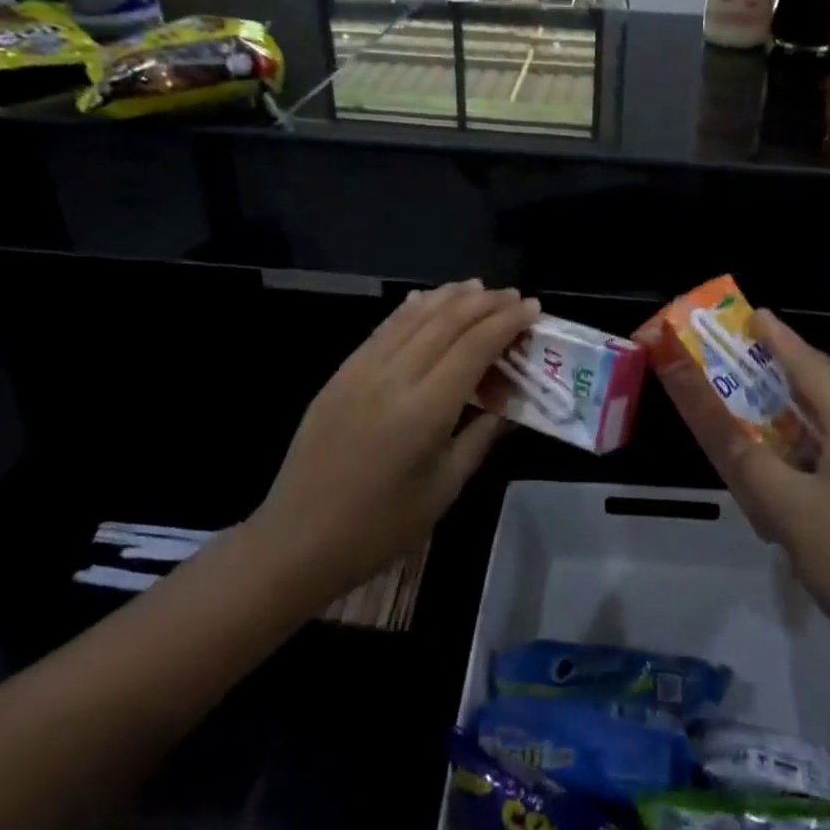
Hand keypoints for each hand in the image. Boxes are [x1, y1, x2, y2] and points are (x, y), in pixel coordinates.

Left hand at [245, 280, 537, 608]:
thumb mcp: (444, 489)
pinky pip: (384, 328)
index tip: (533, 308)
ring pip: (413, 316)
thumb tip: (510, 405)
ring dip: (449, 297)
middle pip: (447, 321)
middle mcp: (393, 377)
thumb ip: (480, 437)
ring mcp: (362, 370)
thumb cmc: (380, 527)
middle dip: (485, 302)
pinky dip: (412, 309)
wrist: (297, 541)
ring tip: (478, 287)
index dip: (506, 322)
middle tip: (513, 296)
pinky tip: (426, 300)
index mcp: (425, 410)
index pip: (474, 346)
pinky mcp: (341, 373)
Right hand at [660, 309, 829, 682]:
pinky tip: (788, 460)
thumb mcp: (789, 511)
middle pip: (828, 383)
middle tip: (745, 354)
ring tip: (758, 399)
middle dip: (786, 363)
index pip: (812, 365)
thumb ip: (744, 456)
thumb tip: (706, 413)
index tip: (751, 313)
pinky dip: (810, 439)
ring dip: (797, 404)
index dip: (779, 337)